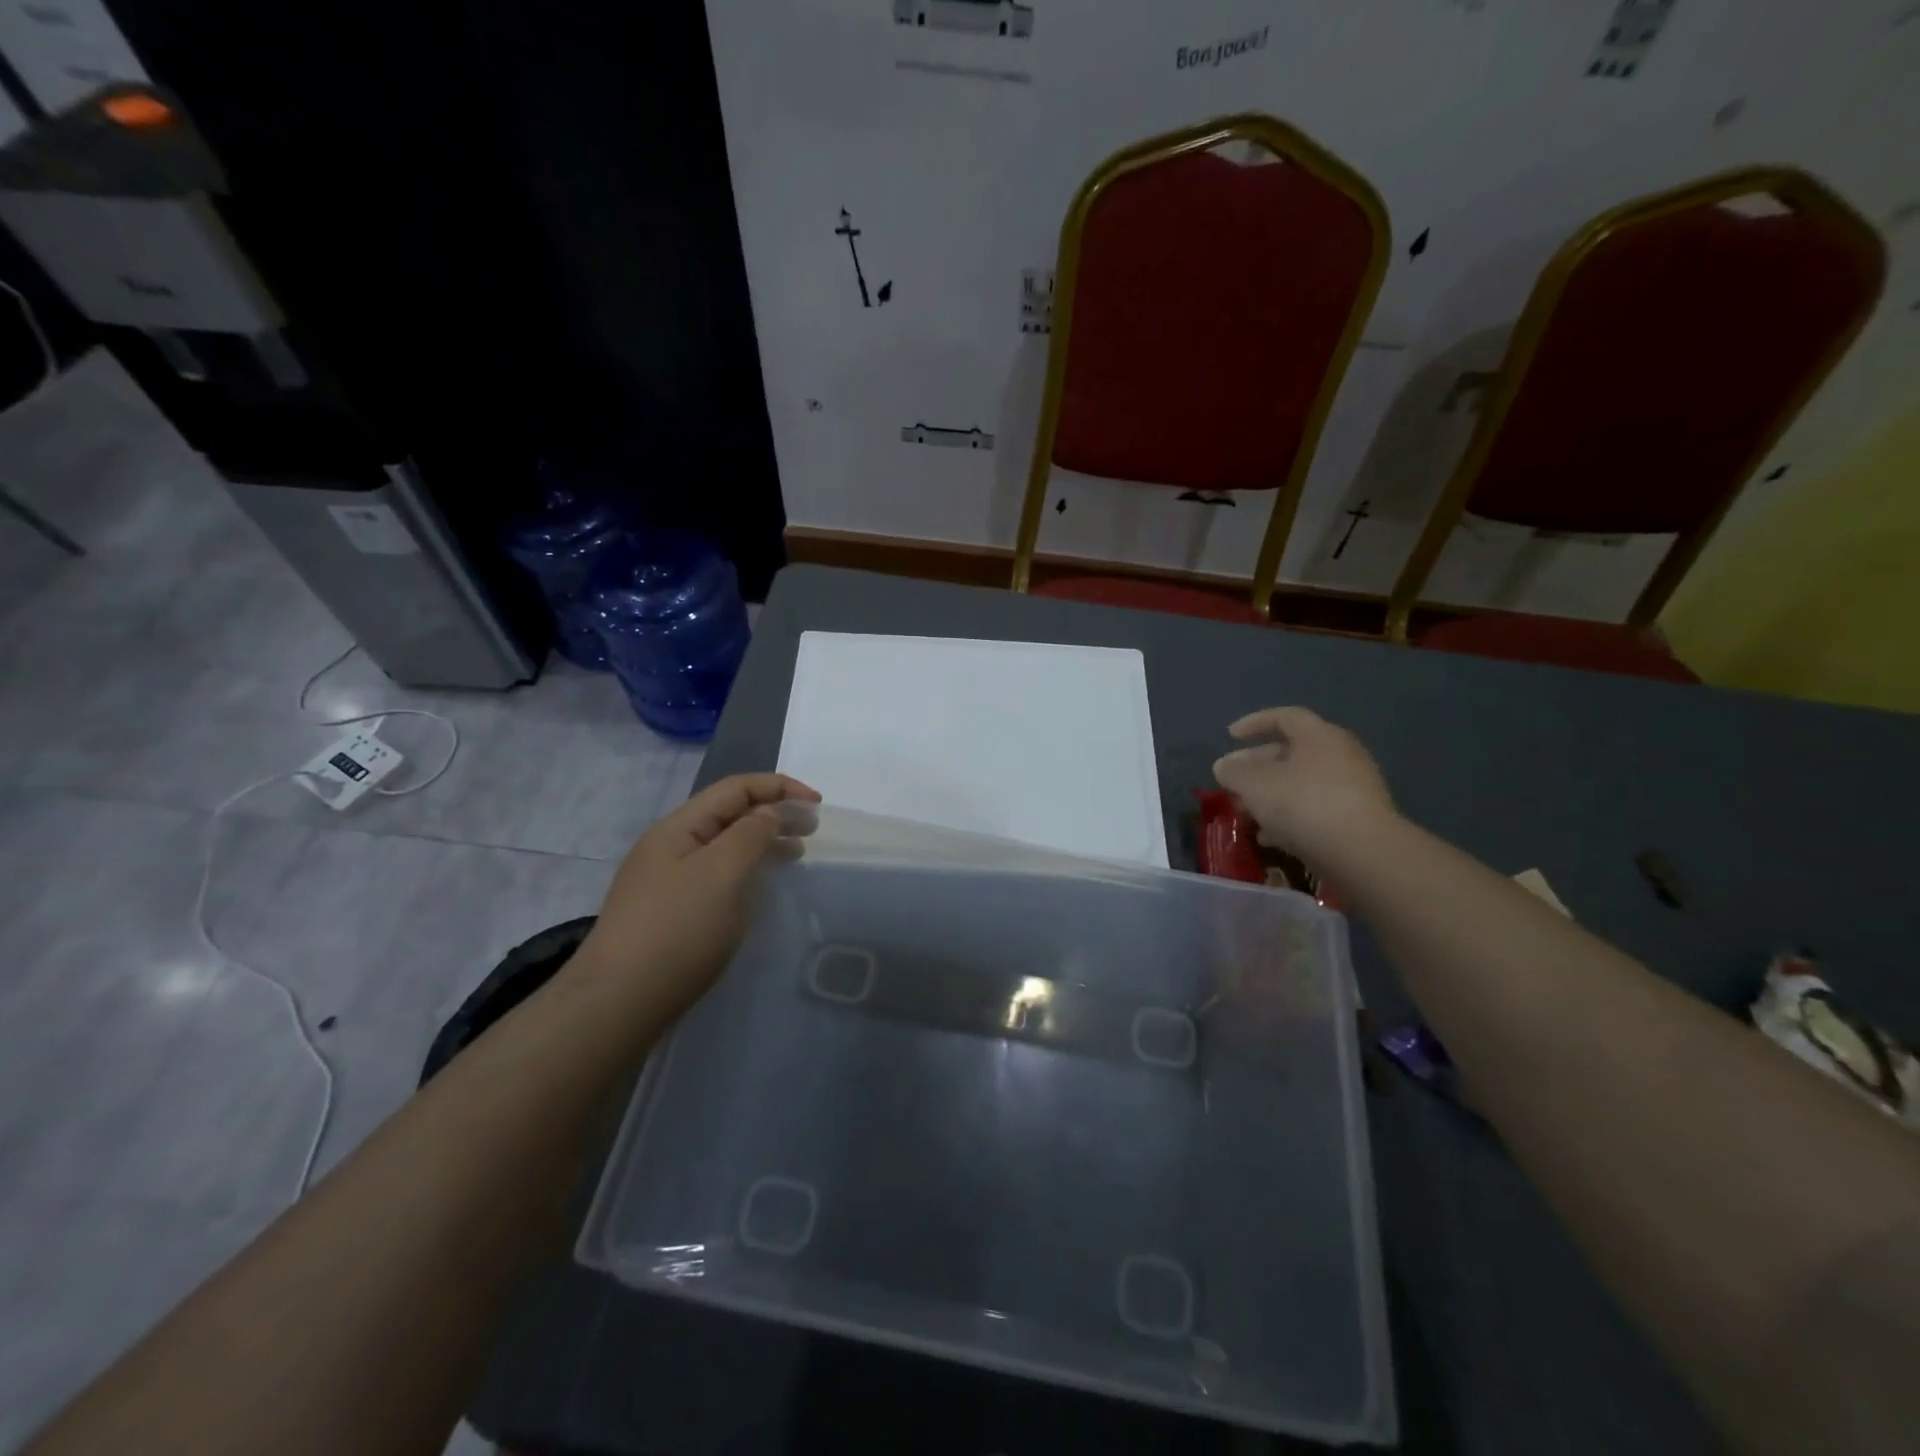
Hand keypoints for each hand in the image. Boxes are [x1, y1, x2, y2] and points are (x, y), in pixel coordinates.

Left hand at [572, 773, 820, 1023]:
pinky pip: (717, 875)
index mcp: (679, 827)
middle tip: (812, 831)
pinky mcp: (671, 912)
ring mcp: (667, 880)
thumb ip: (752, 834)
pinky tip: (760, 889)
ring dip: (763, 841)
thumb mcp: (722, 873)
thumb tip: (771, 812)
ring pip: (724, 846)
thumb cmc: (677, 930)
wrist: (618, 1003)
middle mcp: (671, 846)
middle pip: (729, 813)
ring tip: (795, 855)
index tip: (818, 805)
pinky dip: (747, 871)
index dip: (780, 787)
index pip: (736, 788)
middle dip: (774, 812)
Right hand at [1213, 707, 1394, 864]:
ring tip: (1246, 813)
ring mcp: (1354, 787)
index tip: (1230, 736)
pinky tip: (1271, 837)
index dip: (1254, 723)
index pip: (1284, 717)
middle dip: (1257, 767)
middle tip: (1232, 782)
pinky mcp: (1359, 818)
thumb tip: (1223, 766)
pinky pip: (1316, 808)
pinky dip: (1291, 816)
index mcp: (1318, 736)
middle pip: (1291, 752)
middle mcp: (1341, 754)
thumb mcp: (1255, 785)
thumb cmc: (1303, 804)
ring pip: (1302, 783)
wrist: (1363, 852)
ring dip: (1271, 795)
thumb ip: (1234, 772)